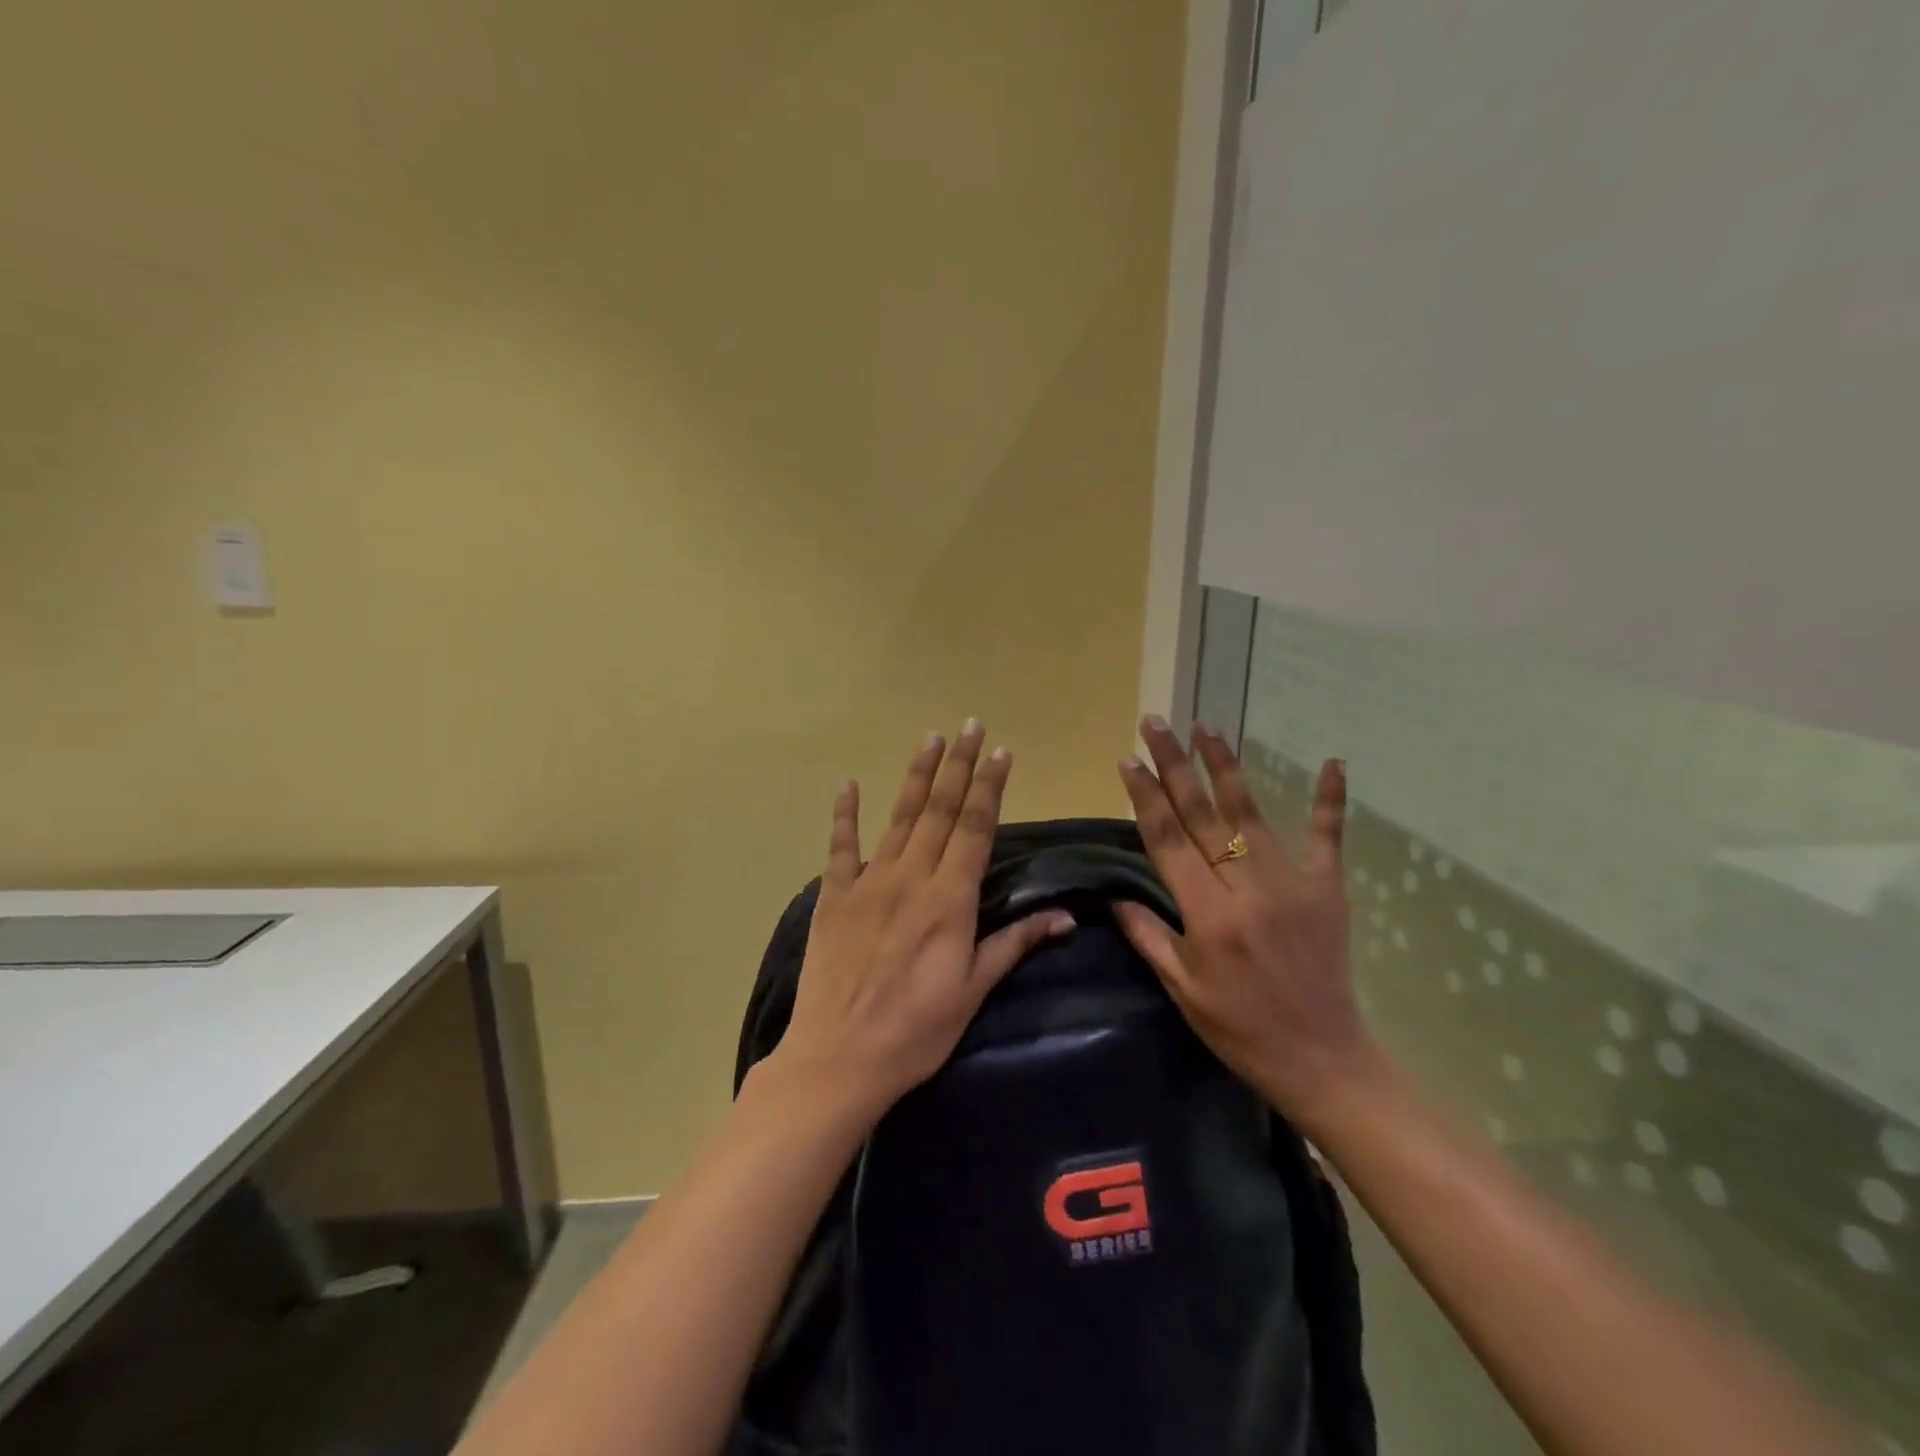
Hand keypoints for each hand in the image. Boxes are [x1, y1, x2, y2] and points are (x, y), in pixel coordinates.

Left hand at [777, 721, 1074, 1113]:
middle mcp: (910, 878)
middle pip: (939, 811)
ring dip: (916, 776)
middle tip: (970, 726)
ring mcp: (867, 883)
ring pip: (898, 818)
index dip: (989, 788)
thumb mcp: (973, 991)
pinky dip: (846, 815)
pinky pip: (840, 848)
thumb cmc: (916, 1031)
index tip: (1001, 752)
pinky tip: (849, 785)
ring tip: (931, 739)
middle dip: (958, 766)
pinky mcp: (833, 897)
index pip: (975, 829)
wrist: (839, 1059)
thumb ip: (1014, 944)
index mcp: (949, 900)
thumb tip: (1064, 917)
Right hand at [1113, 717, 1382, 1130]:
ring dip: (1225, 767)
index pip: (1168, 841)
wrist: (1322, 1058)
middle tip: (1155, 724)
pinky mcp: (1326, 888)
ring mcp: (1291, 883)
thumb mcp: (1182, 989)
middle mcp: (1246, 887)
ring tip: (1205, 728)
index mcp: (1207, 914)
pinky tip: (1334, 761)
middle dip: (1174, 766)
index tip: (1129, 760)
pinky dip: (1330, 800)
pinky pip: (1326, 836)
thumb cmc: (1240, 1028)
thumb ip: (1148, 936)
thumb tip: (1114, 896)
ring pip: (1251, 813)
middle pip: (1203, 815)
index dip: (1146, 797)